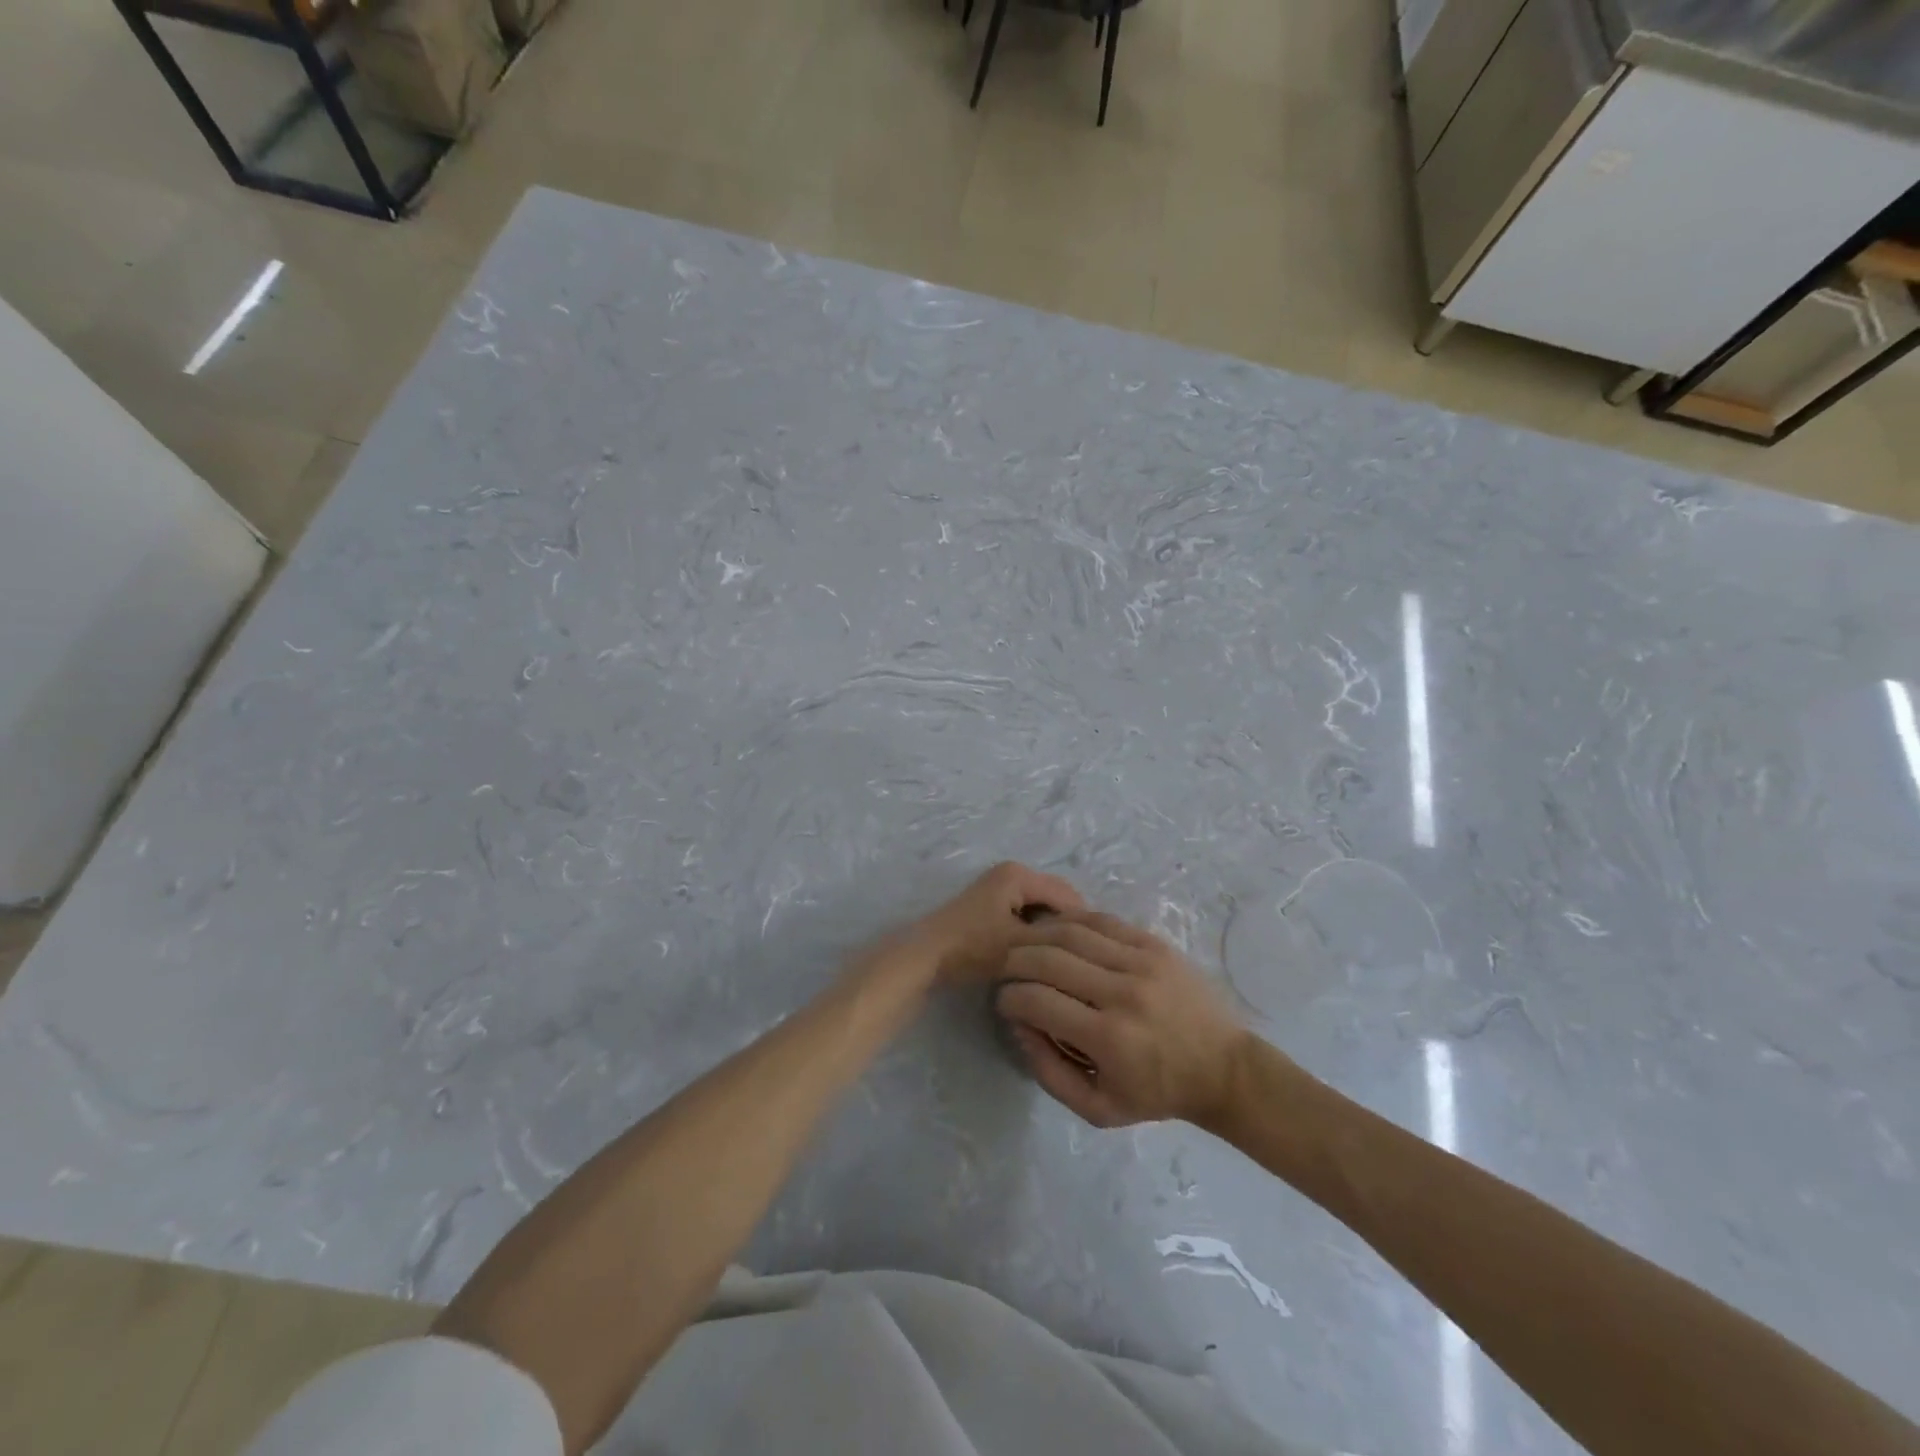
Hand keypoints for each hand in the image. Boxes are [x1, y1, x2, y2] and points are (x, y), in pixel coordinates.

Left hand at [886, 861, 1084, 986]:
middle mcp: (1010, 872)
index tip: (1094, 957)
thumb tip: (1087, 945)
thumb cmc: (972, 947)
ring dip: (1050, 931)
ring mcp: (997, 887)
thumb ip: (1057, 942)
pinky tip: (1038, 957)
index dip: (1083, 926)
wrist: (924, 956)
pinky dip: (1033, 932)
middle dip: (1067, 927)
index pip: (1068, 896)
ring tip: (1062, 961)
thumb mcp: (1020, 946)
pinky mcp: (989, 904)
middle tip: (1080, 960)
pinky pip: (1024, 914)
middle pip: (1055, 899)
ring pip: (1039, 909)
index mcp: (1019, 874)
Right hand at [996, 909, 1252, 1128]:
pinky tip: (1057, 929)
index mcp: (1108, 1038)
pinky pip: (1102, 920)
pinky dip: (1071, 921)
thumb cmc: (1158, 1093)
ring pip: (1071, 931)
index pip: (1037, 1001)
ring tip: (1026, 946)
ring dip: (1038, 935)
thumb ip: (1048, 1072)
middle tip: (1006, 970)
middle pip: (1048, 959)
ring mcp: (1141, 962)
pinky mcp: (1154, 945)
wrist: (1224, 1068)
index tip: (1004, 1003)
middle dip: (1015, 961)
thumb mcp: (1098, 1108)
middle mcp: (1122, 993)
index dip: (1009, 999)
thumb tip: (1018, 1026)